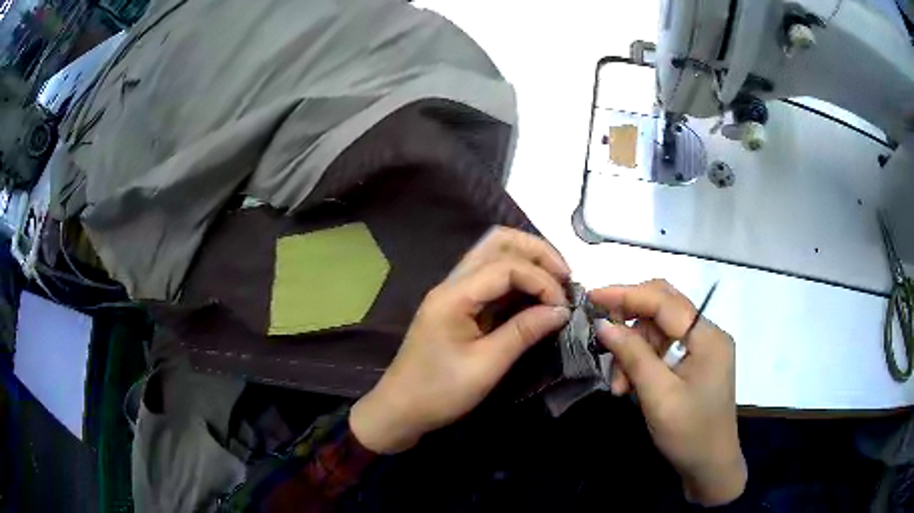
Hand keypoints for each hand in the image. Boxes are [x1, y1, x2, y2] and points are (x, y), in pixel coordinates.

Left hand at [350, 227, 570, 453]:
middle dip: (537, 253)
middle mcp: (453, 283)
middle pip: (498, 243)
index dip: (542, 279)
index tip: (564, 306)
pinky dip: (518, 281)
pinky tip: (536, 296)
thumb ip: (524, 333)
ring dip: (529, 262)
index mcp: (454, 294)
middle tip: (566, 277)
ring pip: (495, 255)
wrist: (400, 409)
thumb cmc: (439, 392)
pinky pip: (491, 279)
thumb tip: (561, 311)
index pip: (506, 266)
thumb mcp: (486, 366)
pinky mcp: (459, 306)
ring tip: (557, 283)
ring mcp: (454, 292)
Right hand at [590, 280, 745, 505]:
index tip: (592, 296)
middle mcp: (708, 334)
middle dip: (630, 322)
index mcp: (707, 337)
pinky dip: (643, 362)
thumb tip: (603, 324)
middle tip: (603, 339)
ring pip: (659, 331)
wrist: (710, 466)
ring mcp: (703, 348)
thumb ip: (633, 356)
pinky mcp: (696, 363)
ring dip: (634, 351)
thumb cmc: (689, 434)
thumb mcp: (658, 396)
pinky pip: (663, 348)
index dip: (627, 294)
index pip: (665, 301)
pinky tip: (630, 385)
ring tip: (619, 385)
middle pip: (664, 308)